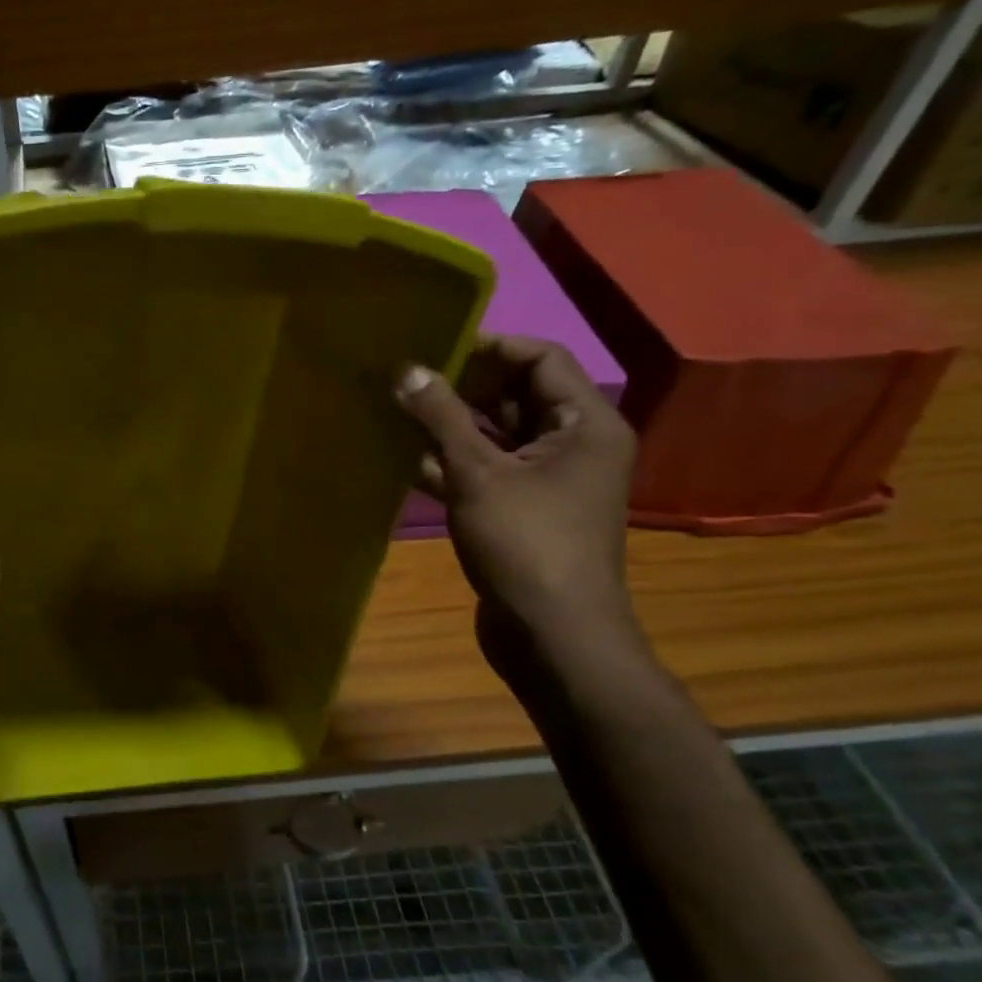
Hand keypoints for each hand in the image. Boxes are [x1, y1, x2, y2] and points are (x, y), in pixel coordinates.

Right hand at [396, 335, 637, 646]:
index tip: (434, 347)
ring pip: (495, 434)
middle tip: (407, 378)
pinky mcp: (521, 509)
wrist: (552, 635)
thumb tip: (407, 369)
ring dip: (449, 425)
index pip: (541, 358)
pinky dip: (450, 462)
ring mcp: (546, 479)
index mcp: (584, 424)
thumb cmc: (526, 544)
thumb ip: (441, 417)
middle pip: (516, 394)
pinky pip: (485, 469)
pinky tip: (403, 457)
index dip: (490, 346)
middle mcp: (572, 444)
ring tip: (396, 410)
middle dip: (462, 385)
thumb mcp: (478, 473)